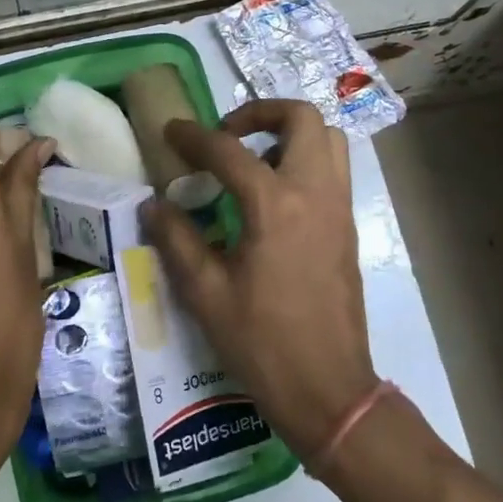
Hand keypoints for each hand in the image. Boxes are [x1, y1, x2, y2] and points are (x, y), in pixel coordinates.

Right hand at [142, 100, 381, 458]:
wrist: (328, 389)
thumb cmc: (262, 343)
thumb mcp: (205, 293)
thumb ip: (176, 239)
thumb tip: (154, 204)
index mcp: (275, 207)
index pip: (229, 151)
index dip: (194, 137)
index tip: (171, 132)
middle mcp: (315, 194)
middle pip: (302, 118)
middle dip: (260, 112)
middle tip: (226, 134)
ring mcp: (339, 209)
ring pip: (327, 139)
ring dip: (289, 133)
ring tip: (251, 158)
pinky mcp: (348, 227)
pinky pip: (333, 169)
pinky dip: (304, 160)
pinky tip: (271, 194)